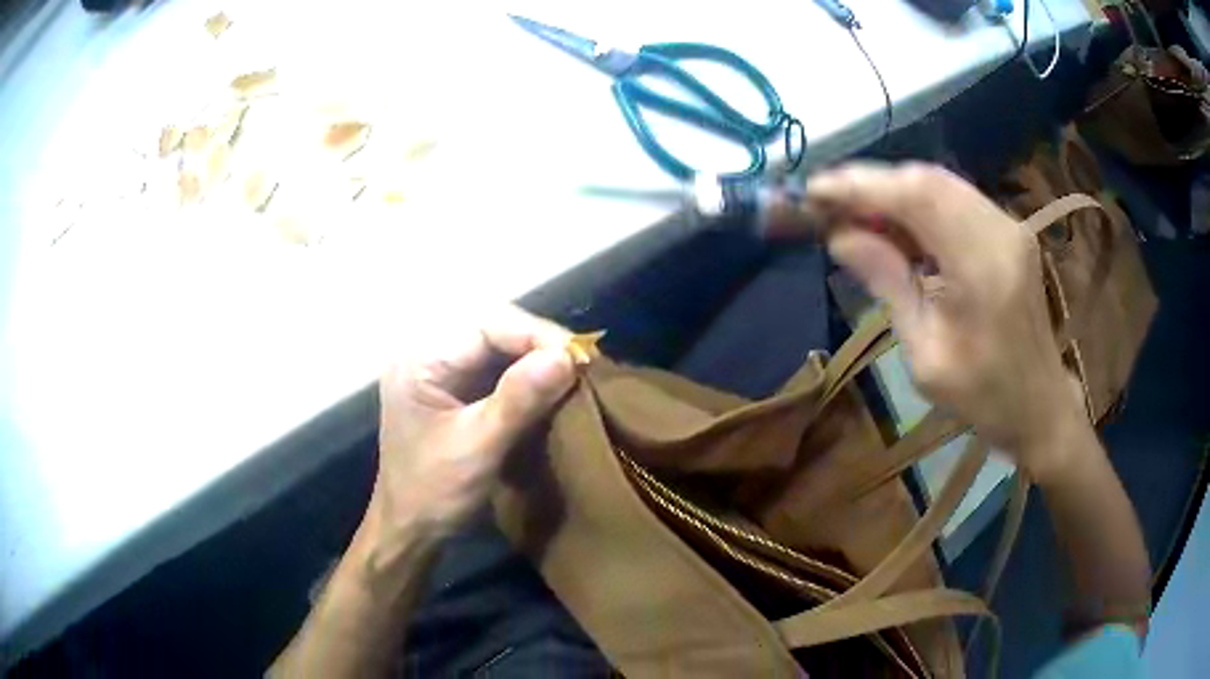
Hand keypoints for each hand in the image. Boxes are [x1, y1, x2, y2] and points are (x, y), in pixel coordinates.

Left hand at [367, 306, 574, 552]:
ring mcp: (442, 372)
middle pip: (493, 328)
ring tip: (576, 372)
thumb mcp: (477, 448)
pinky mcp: (457, 391)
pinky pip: (498, 370)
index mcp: (420, 359)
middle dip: (539, 343)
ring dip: (538, 358)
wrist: (411, 531)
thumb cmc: (432, 492)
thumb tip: (566, 357)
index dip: (534, 334)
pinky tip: (555, 386)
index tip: (579, 356)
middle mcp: (428, 354)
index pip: (484, 325)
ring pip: (499, 347)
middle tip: (583, 363)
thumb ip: (518, 400)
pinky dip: (529, 377)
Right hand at [807, 163, 1086, 480]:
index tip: (813, 191)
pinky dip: (917, 202)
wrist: (1040, 405)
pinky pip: (955, 197)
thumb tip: (840, 236)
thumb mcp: (926, 356)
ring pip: (940, 182)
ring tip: (854, 213)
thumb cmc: (983, 397)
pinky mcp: (1008, 229)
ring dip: (893, 191)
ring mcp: (1009, 225)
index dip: (862, 185)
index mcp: (982, 268)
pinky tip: (896, 223)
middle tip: (828, 203)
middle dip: (872, 183)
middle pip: (927, 178)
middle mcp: (1000, 231)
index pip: (917, 197)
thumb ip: (888, 285)